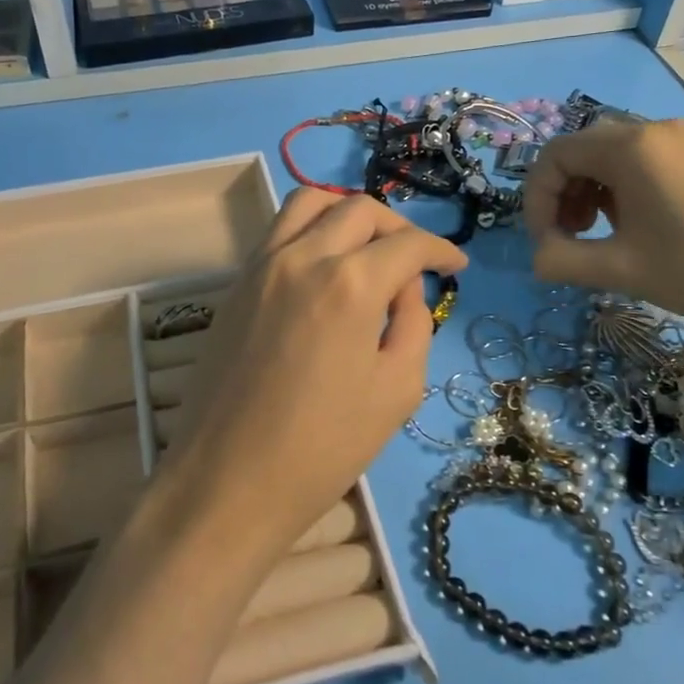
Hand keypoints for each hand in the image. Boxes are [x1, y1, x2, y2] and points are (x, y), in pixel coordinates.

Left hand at [167, 191, 466, 561]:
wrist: (227, 480)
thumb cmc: (322, 448)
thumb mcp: (396, 391)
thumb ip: (412, 324)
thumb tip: (404, 287)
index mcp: (350, 283)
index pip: (407, 243)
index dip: (440, 250)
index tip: (456, 265)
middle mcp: (303, 256)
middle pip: (359, 210)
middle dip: (398, 228)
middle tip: (414, 261)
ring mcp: (262, 264)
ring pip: (310, 203)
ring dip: (347, 213)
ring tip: (367, 246)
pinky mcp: (236, 282)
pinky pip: (278, 230)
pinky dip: (310, 229)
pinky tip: (324, 266)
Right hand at [521, 118, 683, 340]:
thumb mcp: (623, 269)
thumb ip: (563, 261)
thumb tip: (536, 258)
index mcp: (629, 148)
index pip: (553, 158)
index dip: (536, 201)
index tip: (546, 245)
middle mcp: (652, 131)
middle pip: (579, 152)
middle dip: (561, 196)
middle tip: (569, 240)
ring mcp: (682, 141)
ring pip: (609, 157)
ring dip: (589, 194)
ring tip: (599, 237)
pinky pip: (641, 162)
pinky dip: (620, 191)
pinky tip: (635, 228)